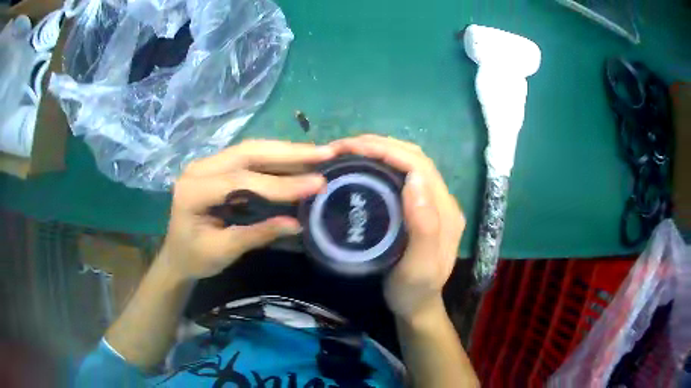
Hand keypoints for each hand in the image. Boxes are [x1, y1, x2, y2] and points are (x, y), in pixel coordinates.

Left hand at [160, 140, 334, 280]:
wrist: (177, 255)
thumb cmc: (194, 258)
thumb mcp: (223, 252)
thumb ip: (257, 234)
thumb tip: (297, 224)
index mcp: (193, 190)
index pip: (240, 181)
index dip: (279, 184)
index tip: (316, 185)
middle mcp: (199, 168)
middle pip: (247, 151)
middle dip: (289, 152)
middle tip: (325, 153)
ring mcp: (208, 163)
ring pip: (251, 148)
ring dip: (286, 150)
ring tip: (319, 153)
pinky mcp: (218, 166)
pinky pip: (250, 156)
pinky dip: (277, 157)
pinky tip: (299, 159)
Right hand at [330, 135, 464, 321]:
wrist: (416, 306)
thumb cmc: (414, 290)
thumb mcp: (419, 267)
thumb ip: (425, 227)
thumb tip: (414, 178)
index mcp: (445, 211)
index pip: (420, 166)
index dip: (388, 149)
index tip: (353, 147)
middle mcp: (442, 200)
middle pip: (415, 157)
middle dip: (381, 143)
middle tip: (344, 145)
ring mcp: (431, 202)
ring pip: (409, 162)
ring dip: (381, 149)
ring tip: (350, 150)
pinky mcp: (419, 207)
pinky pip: (402, 175)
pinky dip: (382, 162)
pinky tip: (364, 165)